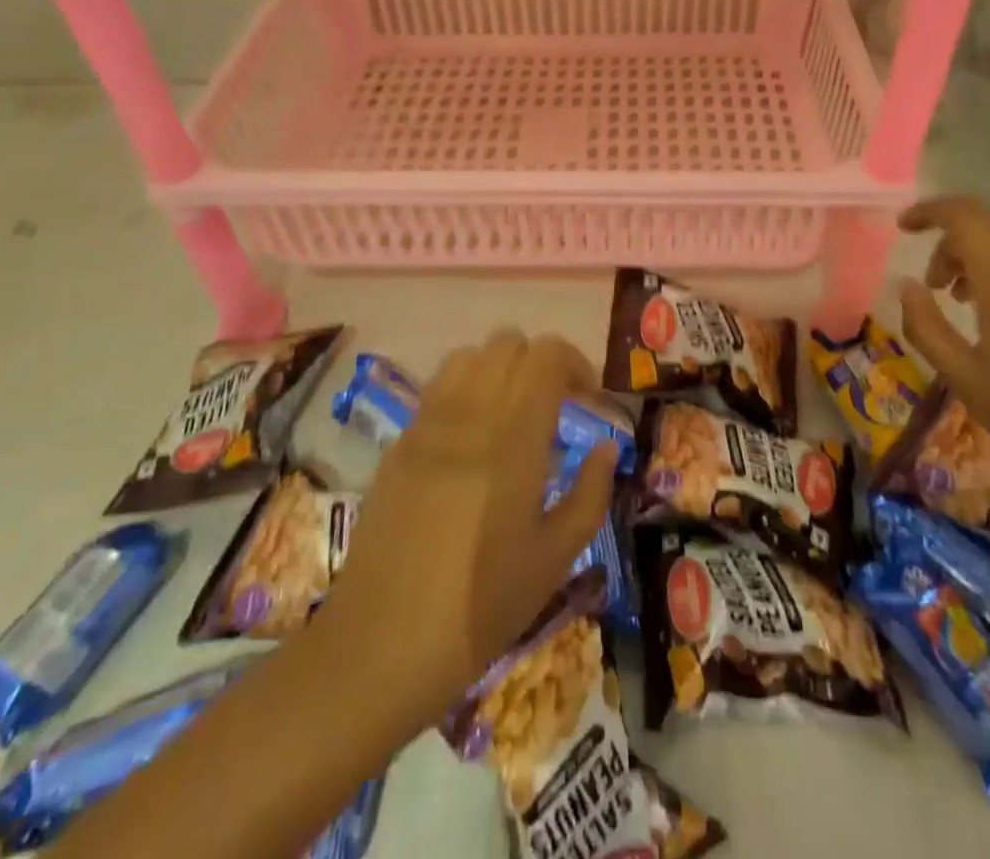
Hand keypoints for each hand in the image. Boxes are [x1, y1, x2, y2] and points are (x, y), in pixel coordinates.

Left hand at [323, 329, 617, 719]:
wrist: (382, 646)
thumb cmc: (482, 607)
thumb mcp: (556, 559)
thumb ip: (591, 493)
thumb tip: (607, 446)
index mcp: (513, 438)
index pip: (546, 355)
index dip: (575, 363)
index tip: (588, 398)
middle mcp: (469, 414)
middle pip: (508, 343)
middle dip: (540, 362)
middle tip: (556, 404)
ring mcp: (427, 424)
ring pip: (468, 355)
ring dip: (499, 368)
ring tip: (512, 412)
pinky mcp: (399, 443)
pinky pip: (436, 388)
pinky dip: (465, 389)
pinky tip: (471, 437)